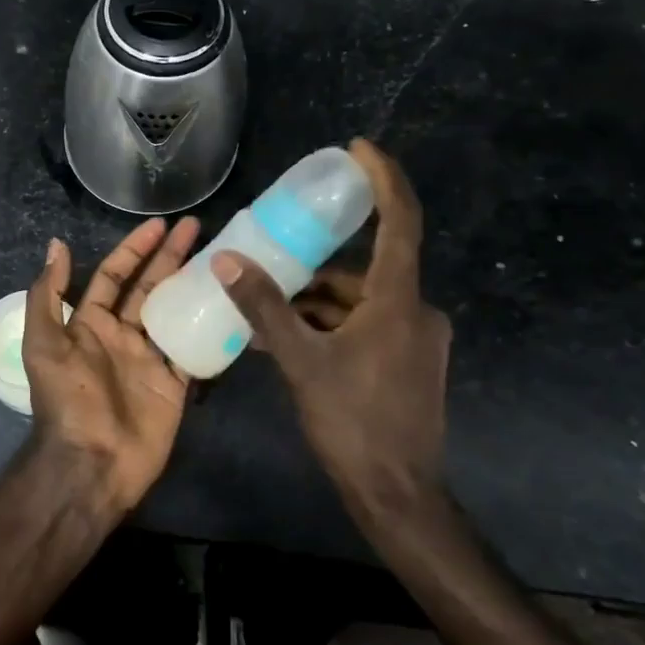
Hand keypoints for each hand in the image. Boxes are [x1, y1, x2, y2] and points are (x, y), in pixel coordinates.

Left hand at [22, 216, 199, 512]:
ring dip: (192, 285)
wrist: (92, 462)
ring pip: (174, 311)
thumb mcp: (44, 343)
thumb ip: (47, 295)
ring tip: (218, 257)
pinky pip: (194, 348)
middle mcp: (122, 335)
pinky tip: (228, 303)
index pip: (113, 275)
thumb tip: (57, 245)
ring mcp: (150, 359)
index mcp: (91, 324)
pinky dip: (209, 328)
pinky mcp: (174, 383)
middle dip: (169, 256)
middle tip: (195, 227)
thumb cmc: (67, 399)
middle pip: (149, 287)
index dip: (133, 249)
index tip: (159, 225)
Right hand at [213, 139, 451, 520]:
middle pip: (368, 267)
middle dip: (320, 263)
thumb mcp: (301, 361)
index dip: (384, 179)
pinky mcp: (410, 362)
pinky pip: (368, 325)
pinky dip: (334, 324)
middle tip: (277, 256)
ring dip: (321, 301)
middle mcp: (417, 311)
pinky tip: (296, 341)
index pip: (400, 221)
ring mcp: (418, 339)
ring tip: (271, 308)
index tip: (358, 149)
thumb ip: (264, 308)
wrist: (398, 495)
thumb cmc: (353, 423)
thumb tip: (226, 260)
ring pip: (364, 300)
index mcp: (398, 301)